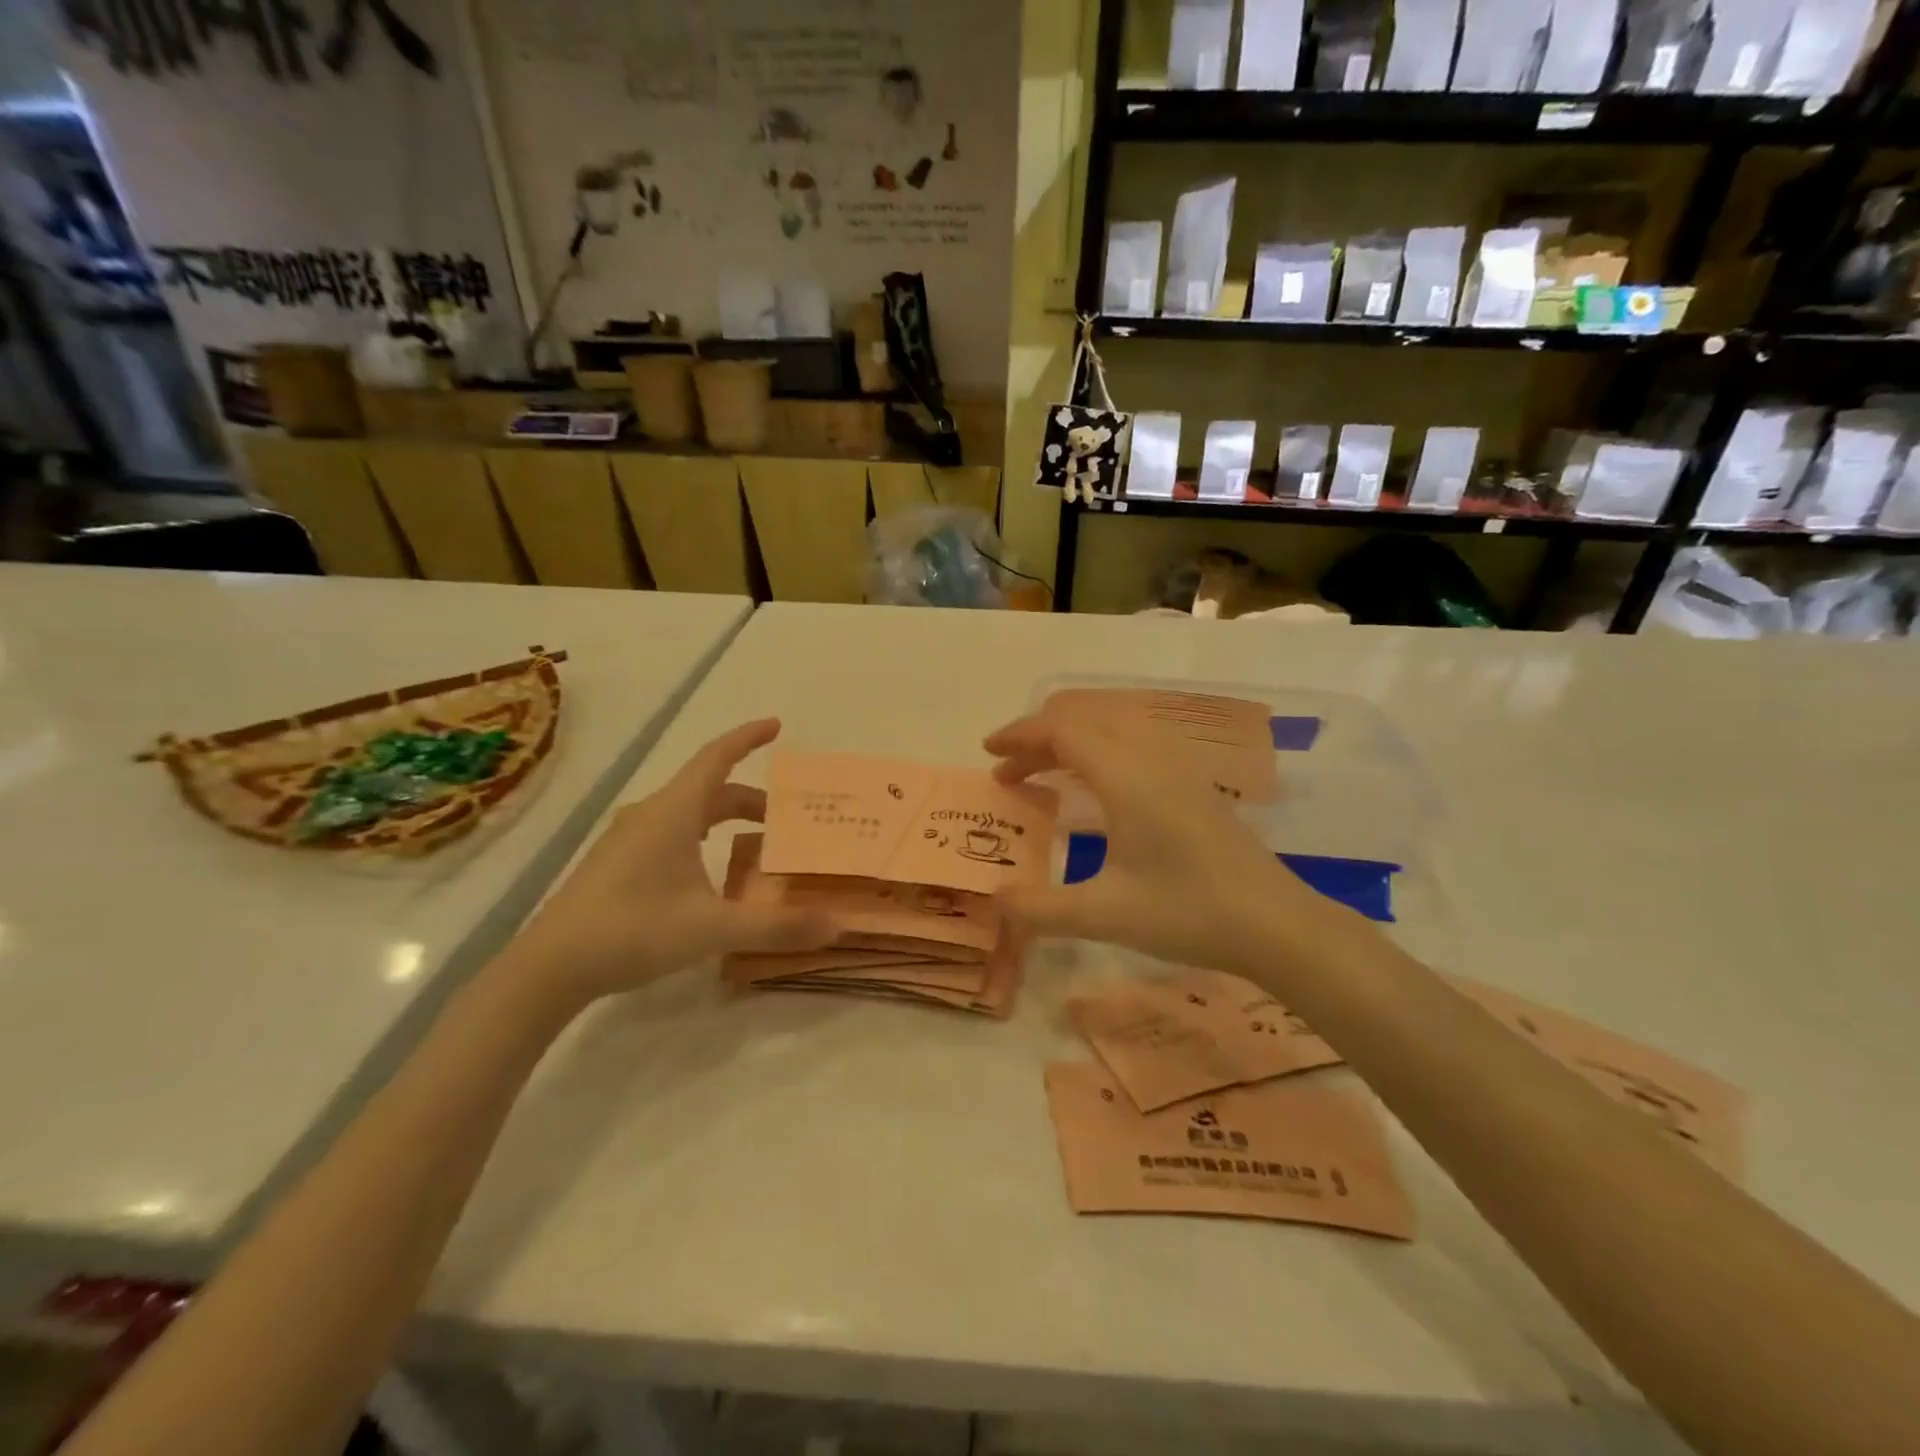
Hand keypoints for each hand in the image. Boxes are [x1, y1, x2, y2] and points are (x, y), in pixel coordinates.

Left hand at [499, 719, 835, 1004]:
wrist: (549, 967)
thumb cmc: (633, 930)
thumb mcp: (713, 929)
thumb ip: (776, 927)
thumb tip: (836, 926)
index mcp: (674, 812)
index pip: (717, 757)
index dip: (748, 737)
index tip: (777, 724)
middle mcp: (651, 814)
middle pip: (709, 789)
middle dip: (751, 798)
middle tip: (787, 817)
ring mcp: (628, 839)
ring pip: (689, 812)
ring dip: (725, 818)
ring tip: (757, 844)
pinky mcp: (617, 863)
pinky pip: (671, 832)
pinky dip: (703, 837)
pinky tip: (710, 874)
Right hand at [984, 714, 1352, 974]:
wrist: (1276, 924)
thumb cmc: (1188, 913)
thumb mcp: (1105, 915)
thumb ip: (1041, 908)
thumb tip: (995, 901)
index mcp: (1126, 777)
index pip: (1062, 732)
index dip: (1020, 736)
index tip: (988, 754)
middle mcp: (1151, 759)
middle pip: (1085, 723)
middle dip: (1039, 740)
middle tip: (1007, 772)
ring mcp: (1178, 769)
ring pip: (1112, 731)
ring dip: (1070, 744)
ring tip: (1042, 778)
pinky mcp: (1194, 786)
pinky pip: (1134, 746)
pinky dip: (1099, 754)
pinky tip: (1095, 791)